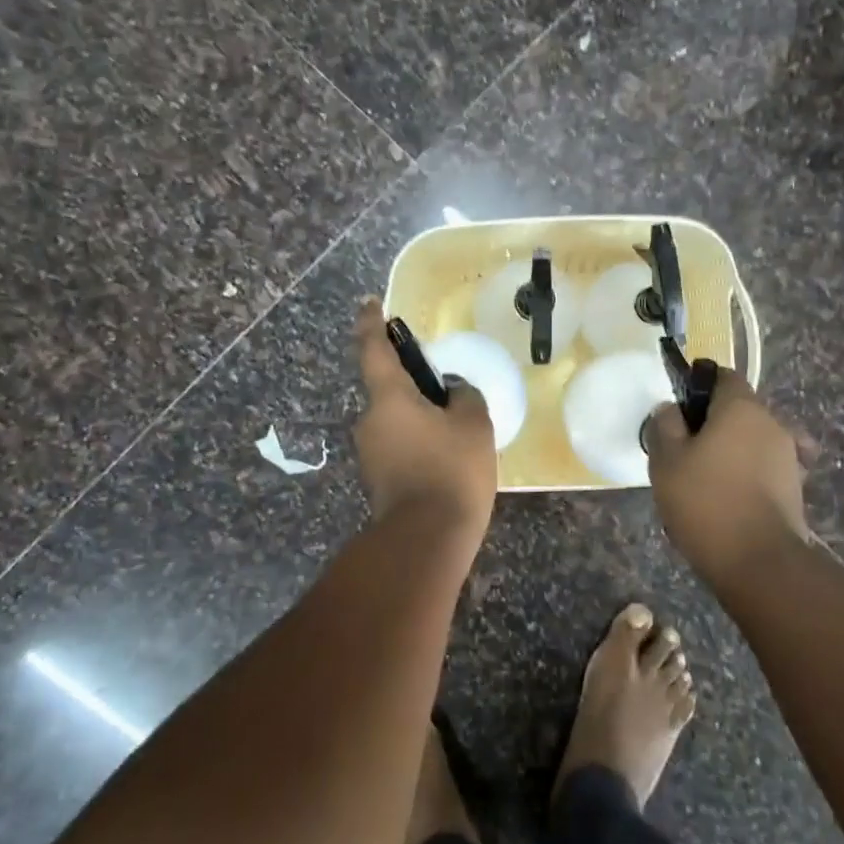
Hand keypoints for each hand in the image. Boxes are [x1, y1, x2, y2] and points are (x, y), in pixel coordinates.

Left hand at [352, 298, 497, 538]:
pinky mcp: (376, 478)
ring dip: (419, 416)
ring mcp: (369, 452)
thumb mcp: (474, 425)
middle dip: (414, 384)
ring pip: (396, 419)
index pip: (373, 348)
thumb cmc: (451, 471)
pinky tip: (446, 457)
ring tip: (457, 430)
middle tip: (448, 390)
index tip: (371, 304)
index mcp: (388, 398)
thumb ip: (464, 396)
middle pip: (389, 388)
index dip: (372, 323)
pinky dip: (418, 441)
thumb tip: (452, 392)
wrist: (426, 539)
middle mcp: (369, 420)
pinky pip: (398, 444)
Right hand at [644, 371, 808, 580]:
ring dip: (731, 450)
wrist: (758, 562)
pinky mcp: (795, 488)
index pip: (722, 376)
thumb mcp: (666, 460)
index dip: (699, 386)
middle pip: (739, 410)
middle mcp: (772, 423)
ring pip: (753, 440)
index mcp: (741, 407)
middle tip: (684, 449)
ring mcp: (789, 456)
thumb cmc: (706, 501)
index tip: (678, 409)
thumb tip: (670, 409)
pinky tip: (730, 495)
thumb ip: (665, 426)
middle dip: (713, 422)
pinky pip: (765, 468)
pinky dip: (748, 474)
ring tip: (703, 478)